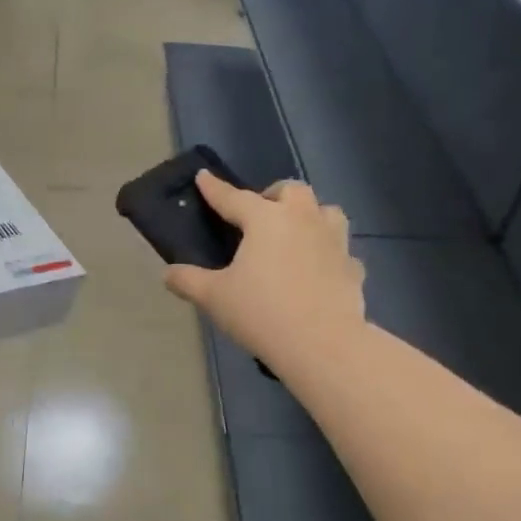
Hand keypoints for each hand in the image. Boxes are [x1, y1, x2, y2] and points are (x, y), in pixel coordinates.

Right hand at [163, 173, 364, 363]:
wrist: (322, 343)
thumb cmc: (261, 312)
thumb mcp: (214, 298)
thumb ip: (188, 281)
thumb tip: (168, 274)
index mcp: (266, 219)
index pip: (233, 197)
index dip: (215, 189)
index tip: (204, 177)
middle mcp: (303, 220)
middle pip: (292, 191)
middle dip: (274, 194)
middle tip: (260, 214)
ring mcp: (334, 242)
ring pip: (327, 212)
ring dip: (310, 215)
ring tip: (296, 233)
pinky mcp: (353, 268)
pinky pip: (341, 251)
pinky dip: (329, 255)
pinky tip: (320, 270)